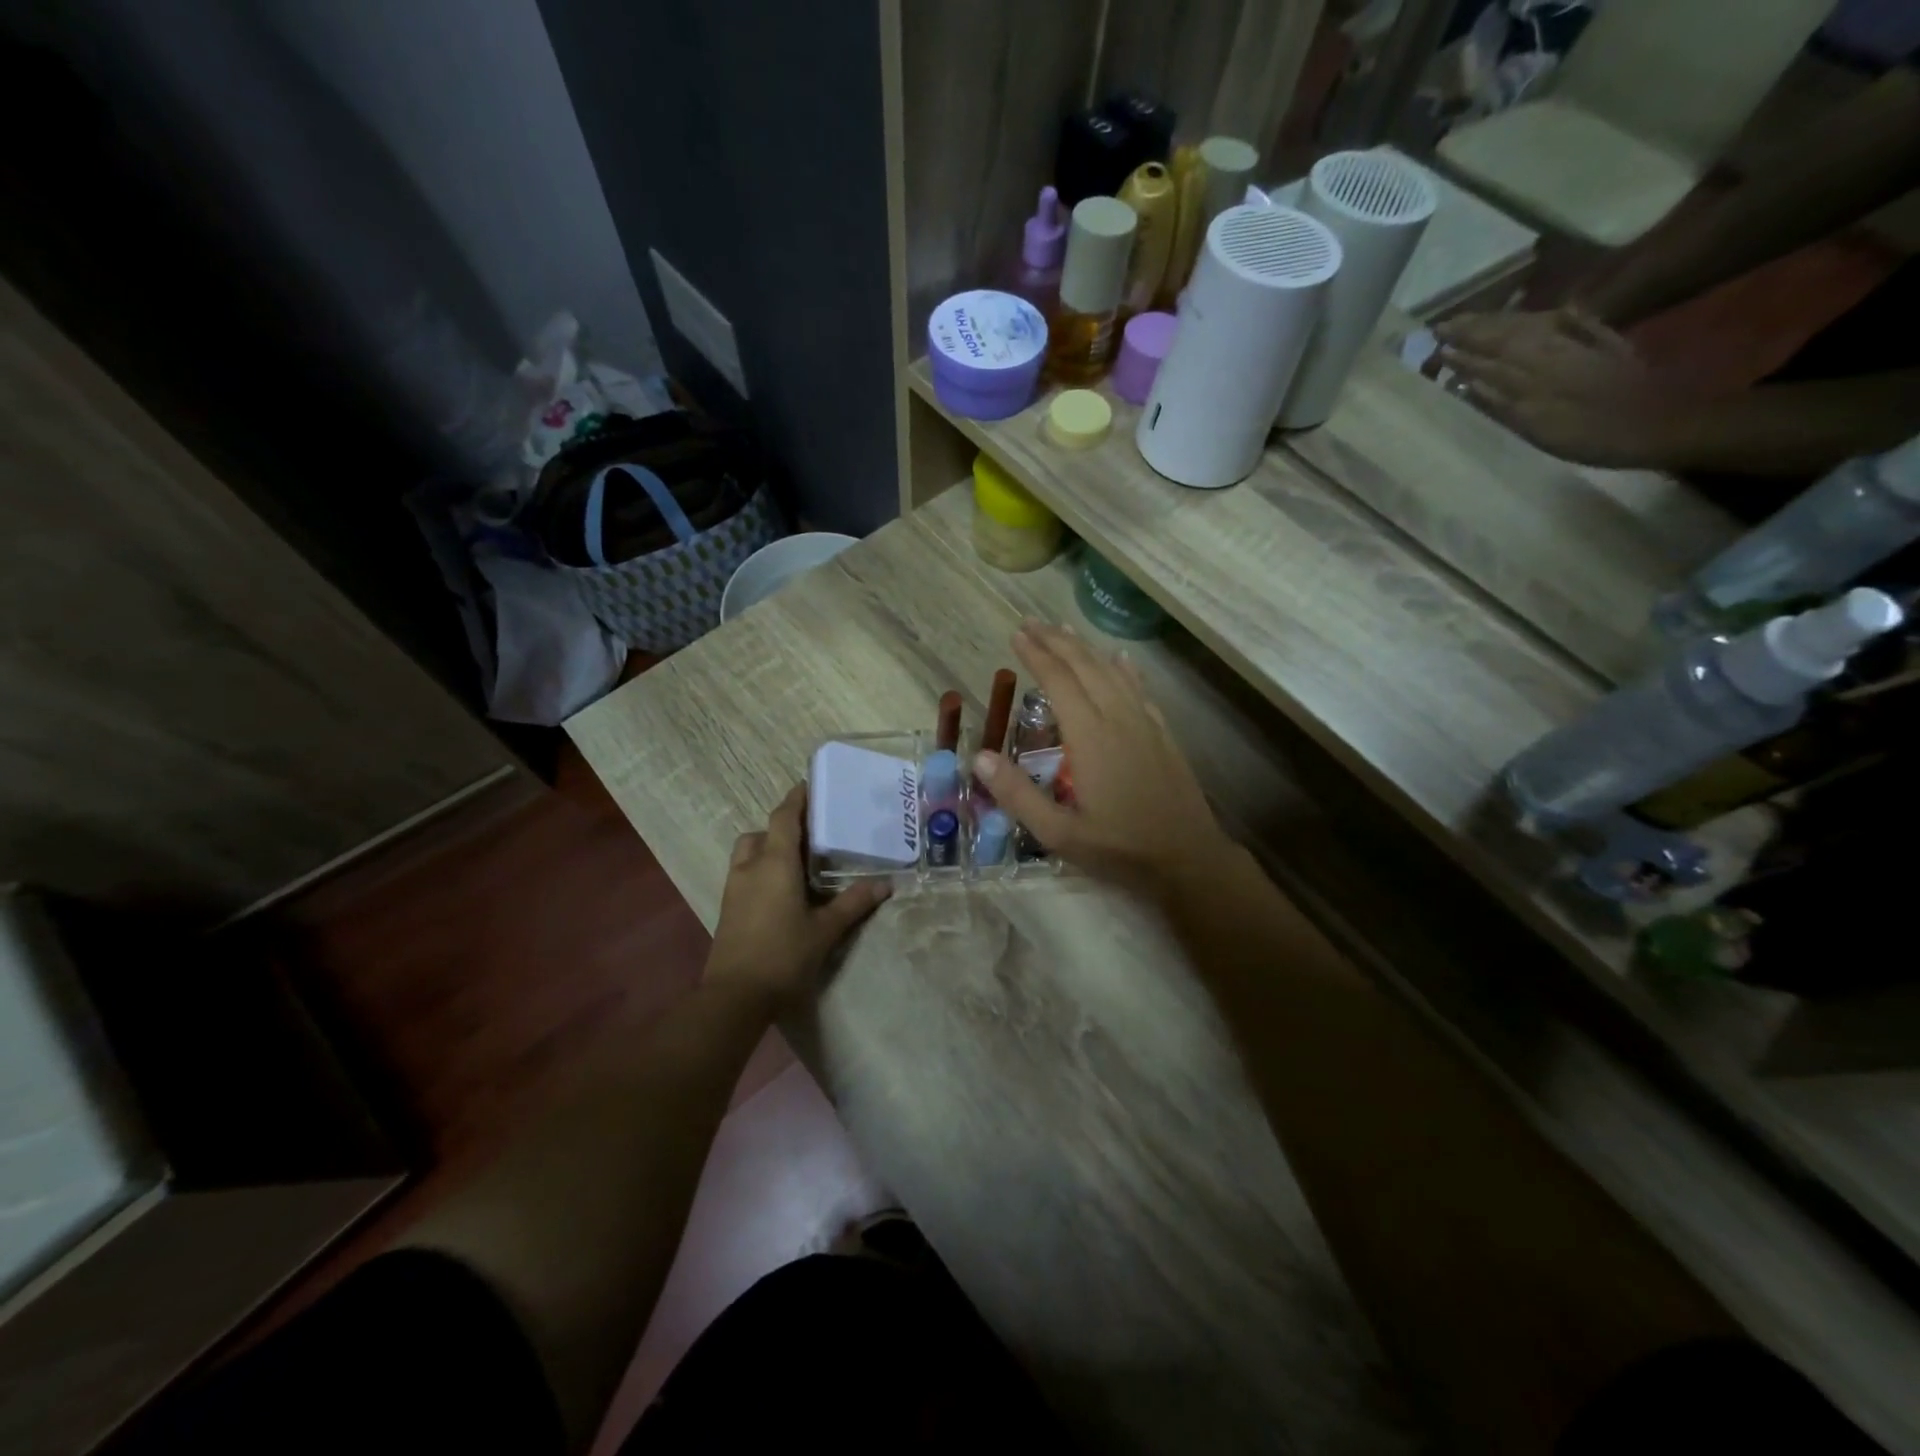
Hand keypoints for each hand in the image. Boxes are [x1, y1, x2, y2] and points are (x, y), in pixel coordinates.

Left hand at [705, 785, 889, 1011]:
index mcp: (775, 864)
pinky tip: (780, 892)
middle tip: (807, 835)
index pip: (783, 818)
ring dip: (766, 849)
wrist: (735, 997)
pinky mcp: (727, 910)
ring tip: (794, 864)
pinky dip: (759, 870)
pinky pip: (743, 875)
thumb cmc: (783, 956)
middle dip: (780, 828)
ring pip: (747, 854)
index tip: (808, 785)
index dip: (795, 800)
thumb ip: (853, 903)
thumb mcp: (825, 930)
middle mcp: (750, 868)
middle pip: (760, 833)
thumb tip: (885, 884)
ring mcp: (733, 889)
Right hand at [971, 623, 1238, 892]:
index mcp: (1090, 737)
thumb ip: (1017, 795)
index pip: (1059, 682)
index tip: (1016, 634)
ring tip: (1064, 630)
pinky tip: (1121, 659)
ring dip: (1086, 648)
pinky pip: (1140, 689)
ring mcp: (1144, 724)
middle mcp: (1118, 719)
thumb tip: (979, 757)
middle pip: (1085, 667)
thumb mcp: (1059, 833)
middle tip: (1031, 623)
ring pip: (1113, 672)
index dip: (1036, 655)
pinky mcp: (1162, 734)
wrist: (1188, 858)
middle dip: (1056, 641)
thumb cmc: (1120, 848)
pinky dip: (1125, 669)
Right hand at [1432, 307, 1683, 467]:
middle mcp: (1554, 353)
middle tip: (1445, 325)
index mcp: (1534, 374)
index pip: (1488, 356)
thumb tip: (1466, 381)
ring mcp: (1580, 347)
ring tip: (1478, 318)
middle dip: (1475, 329)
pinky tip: (1550, 312)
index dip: (1461, 348)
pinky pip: (1574, 325)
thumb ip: (1501, 403)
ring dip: (1504, 322)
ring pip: (1534, 328)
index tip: (1434, 341)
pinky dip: (1557, 319)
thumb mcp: (1538, 430)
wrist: (1662, 423)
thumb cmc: (1595, 438)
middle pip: (1508, 336)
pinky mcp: (1606, 347)